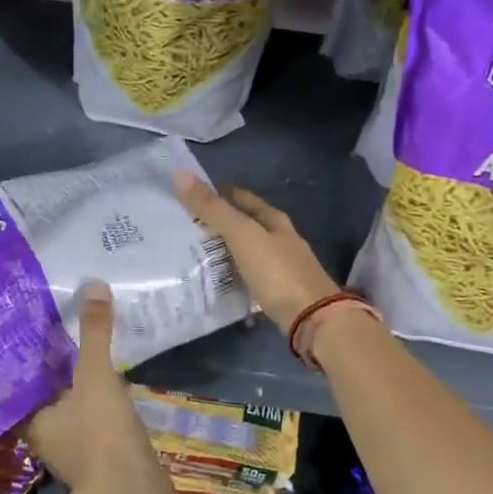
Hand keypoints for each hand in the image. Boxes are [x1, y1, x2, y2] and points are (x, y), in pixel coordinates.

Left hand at [26, 282, 173, 493]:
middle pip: (57, 397)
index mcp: (36, 421)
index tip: (46, 332)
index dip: (37, 359)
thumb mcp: (95, 376)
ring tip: (105, 356)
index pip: (29, 384)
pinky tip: (128, 389)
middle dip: (68, 372)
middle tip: (77, 335)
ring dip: (93, 392)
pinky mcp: (109, 464)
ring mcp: (81, 454)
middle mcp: (52, 439)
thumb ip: (94, 333)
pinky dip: (114, 410)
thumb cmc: (100, 435)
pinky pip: (108, 427)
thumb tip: (93, 285)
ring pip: (83, 412)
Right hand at [173, 170, 339, 330]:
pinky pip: (252, 278)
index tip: (193, 196)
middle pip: (249, 226)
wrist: (313, 319)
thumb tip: (179, 174)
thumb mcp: (242, 236)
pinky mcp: (281, 293)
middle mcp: (283, 241)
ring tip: (197, 255)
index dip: (221, 194)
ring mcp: (284, 268)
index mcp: (276, 221)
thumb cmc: (277, 272)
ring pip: (250, 253)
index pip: (244, 199)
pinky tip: (219, 282)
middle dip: (223, 224)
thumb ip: (213, 209)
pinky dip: (236, 276)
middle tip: (189, 227)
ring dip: (228, 252)